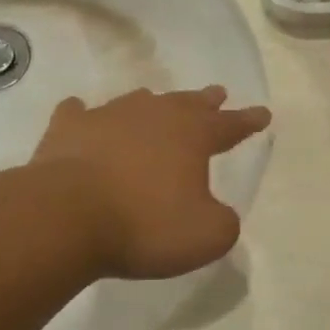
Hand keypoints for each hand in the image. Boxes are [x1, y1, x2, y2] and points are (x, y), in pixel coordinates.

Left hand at [32, 86, 269, 279]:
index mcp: (191, 135)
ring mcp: (107, 117)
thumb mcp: (206, 236)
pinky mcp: (68, 129)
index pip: (229, 125)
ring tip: (157, 102)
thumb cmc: (145, 225)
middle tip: (217, 93)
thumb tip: (215, 212)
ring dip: (153, 104)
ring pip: (137, 102)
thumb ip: (222, 221)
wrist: (66, 216)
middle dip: (205, 101)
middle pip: (186, 103)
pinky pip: (79, 114)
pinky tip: (81, 113)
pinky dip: (84, 115)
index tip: (262, 113)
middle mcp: (153, 116)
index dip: (248, 121)